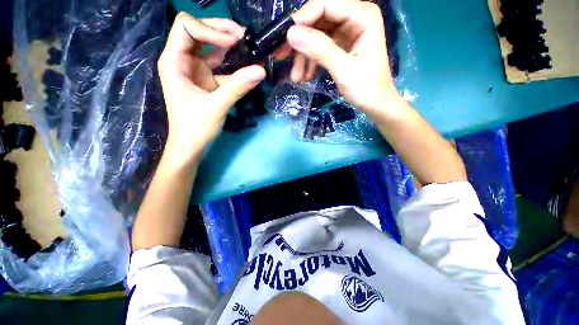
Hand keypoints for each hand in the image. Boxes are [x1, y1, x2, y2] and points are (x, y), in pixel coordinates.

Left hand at [158, 13, 265, 163]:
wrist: (192, 144)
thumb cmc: (196, 127)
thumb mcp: (217, 106)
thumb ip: (238, 87)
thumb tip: (261, 70)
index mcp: (174, 61)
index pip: (186, 27)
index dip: (210, 29)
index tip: (233, 43)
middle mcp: (182, 60)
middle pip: (198, 31)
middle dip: (221, 30)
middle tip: (244, 36)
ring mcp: (195, 69)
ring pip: (210, 46)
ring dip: (228, 43)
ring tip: (248, 45)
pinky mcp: (206, 79)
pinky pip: (219, 64)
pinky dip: (232, 62)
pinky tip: (245, 64)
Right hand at [286, 0, 401, 117]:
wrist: (376, 104)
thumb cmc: (366, 88)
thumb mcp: (343, 69)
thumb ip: (320, 50)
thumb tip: (291, 34)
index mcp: (362, 15)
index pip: (326, 4)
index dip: (302, 18)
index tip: (285, 38)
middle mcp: (354, 17)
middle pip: (318, 18)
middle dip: (300, 38)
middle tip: (282, 56)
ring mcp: (347, 31)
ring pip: (316, 34)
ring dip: (303, 55)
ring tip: (296, 76)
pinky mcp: (341, 44)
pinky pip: (320, 46)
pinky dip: (310, 60)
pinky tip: (305, 76)